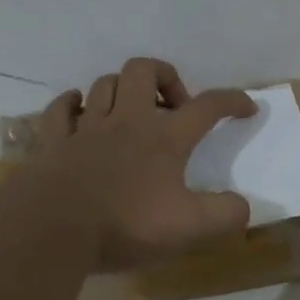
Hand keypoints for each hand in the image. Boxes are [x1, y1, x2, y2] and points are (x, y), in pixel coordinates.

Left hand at [31, 58, 257, 269]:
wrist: (52, 228)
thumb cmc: (126, 224)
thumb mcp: (190, 228)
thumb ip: (225, 215)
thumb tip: (243, 206)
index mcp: (165, 138)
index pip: (207, 106)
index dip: (232, 101)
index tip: (247, 107)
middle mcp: (126, 121)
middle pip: (144, 71)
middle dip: (165, 77)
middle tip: (173, 108)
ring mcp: (86, 128)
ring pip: (104, 84)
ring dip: (122, 90)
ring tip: (131, 113)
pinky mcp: (54, 143)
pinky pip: (61, 109)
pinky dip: (72, 104)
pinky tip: (78, 111)